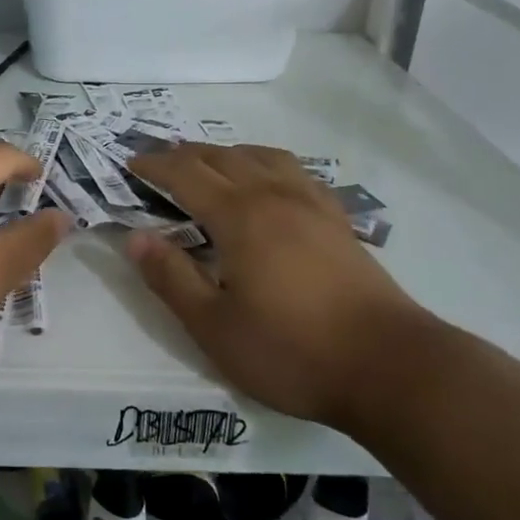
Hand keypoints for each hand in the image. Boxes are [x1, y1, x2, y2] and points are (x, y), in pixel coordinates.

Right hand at [126, 144, 432, 427]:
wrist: (391, 367)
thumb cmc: (291, 350)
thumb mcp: (214, 326)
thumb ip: (171, 277)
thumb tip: (135, 237)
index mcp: (240, 216)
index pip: (185, 175)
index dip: (154, 166)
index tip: (129, 164)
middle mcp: (275, 196)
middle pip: (222, 157)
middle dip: (184, 154)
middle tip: (158, 162)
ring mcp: (312, 205)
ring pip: (262, 157)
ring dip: (227, 153)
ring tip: (209, 164)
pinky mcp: (338, 222)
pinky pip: (295, 172)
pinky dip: (267, 165)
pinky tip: (269, 184)